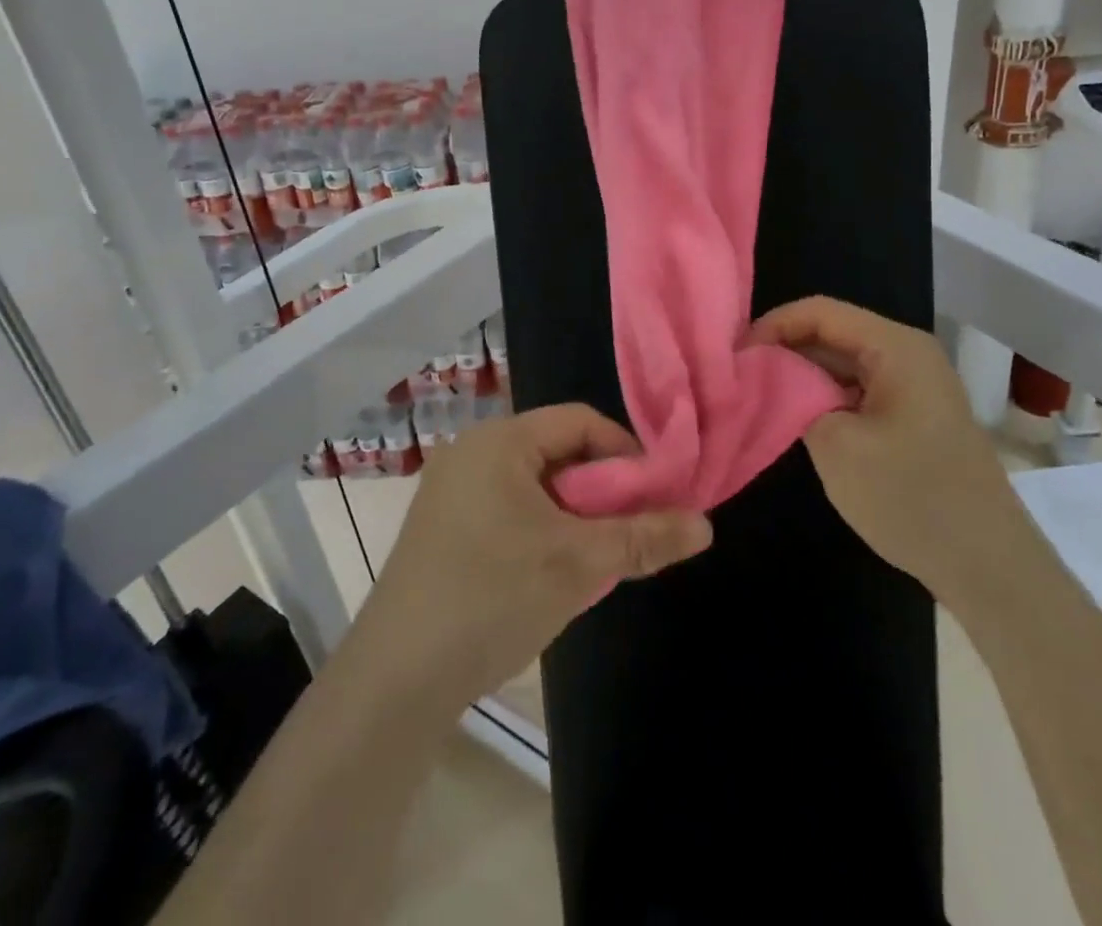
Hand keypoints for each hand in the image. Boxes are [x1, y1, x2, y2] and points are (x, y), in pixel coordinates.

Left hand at [351, 404, 712, 710]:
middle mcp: (471, 451)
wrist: (396, 680)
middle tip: (625, 531)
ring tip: (592, 557)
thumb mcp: (579, 565)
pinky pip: (506, 507)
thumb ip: (644, 538)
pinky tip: (548, 572)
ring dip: (571, 513)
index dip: (624, 452)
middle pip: (556, 450)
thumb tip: (705, 524)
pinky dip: (539, 528)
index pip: (579, 421)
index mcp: (499, 440)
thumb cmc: (492, 598)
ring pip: (533, 484)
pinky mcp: (440, 526)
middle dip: (599, 488)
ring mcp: (450, 489)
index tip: (652, 497)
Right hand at [751, 296, 1020, 596]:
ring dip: (803, 376)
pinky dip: (826, 398)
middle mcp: (908, 355)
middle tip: (740, 376)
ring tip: (760, 395)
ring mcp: (914, 387)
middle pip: (833, 333)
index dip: (773, 325)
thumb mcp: (836, 445)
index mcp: (895, 347)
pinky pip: (860, 391)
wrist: (989, 567)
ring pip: (844, 364)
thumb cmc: (911, 497)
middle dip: (785, 349)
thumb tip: (771, 379)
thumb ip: (795, 399)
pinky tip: (798, 419)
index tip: (736, 355)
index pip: (820, 311)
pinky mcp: (914, 417)